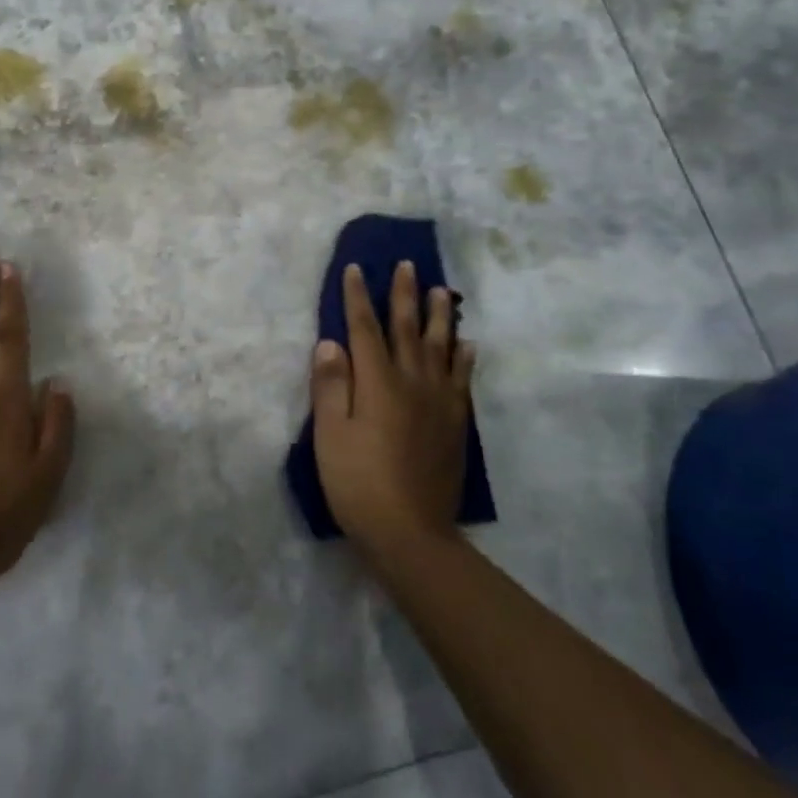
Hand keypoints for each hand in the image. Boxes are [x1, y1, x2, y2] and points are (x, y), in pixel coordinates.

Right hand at [311, 261, 476, 560]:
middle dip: (404, 294)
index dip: (358, 297)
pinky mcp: (455, 423)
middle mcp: (412, 382)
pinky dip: (464, 357)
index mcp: (378, 382)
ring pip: (440, 347)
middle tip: (407, 264)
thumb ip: (331, 386)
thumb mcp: (331, 435)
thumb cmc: (359, 483)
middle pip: (407, 328)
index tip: (356, 268)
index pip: (364, 328)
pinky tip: (467, 344)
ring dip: (440, 315)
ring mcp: (438, 401)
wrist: (411, 534)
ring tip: (441, 290)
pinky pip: (462, 379)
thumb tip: (330, 342)